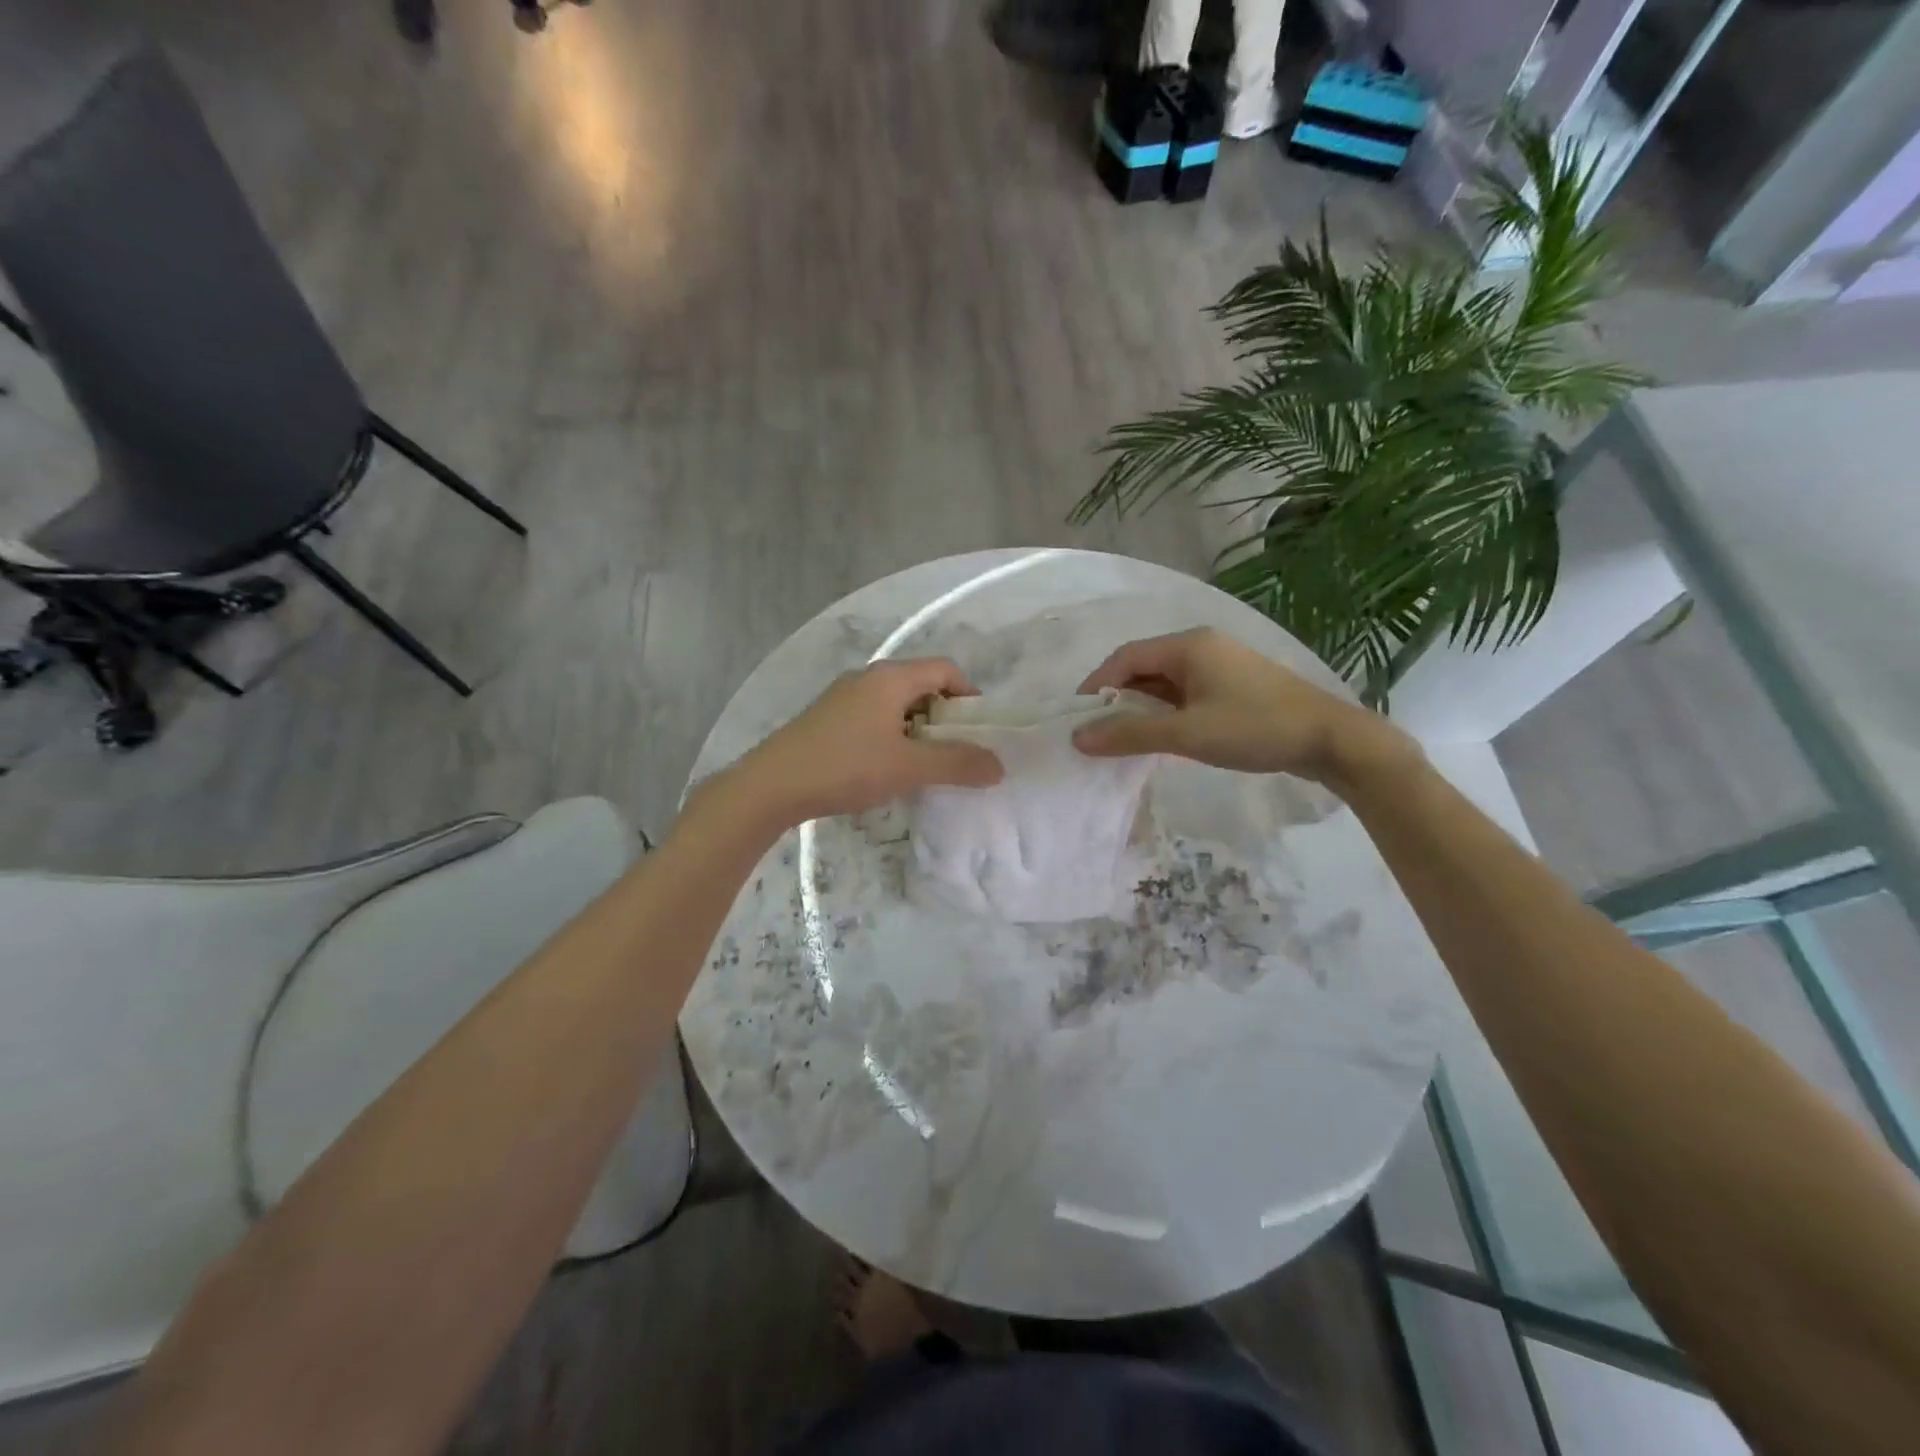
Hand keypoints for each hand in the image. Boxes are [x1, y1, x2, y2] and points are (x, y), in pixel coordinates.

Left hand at [735, 658, 1003, 825]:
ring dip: (918, 730)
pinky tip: (886, 768)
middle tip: (954, 752)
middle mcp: (868, 677)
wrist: (771, 785)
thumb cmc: (845, 767)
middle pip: (922, 685)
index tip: (978, 732)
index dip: (969, 696)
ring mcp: (844, 696)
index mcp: (891, 677)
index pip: (946, 669)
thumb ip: (957, 764)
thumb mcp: (908, 767)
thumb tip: (999, 766)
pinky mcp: (828, 718)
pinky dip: (892, 736)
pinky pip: (874, 717)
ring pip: (896, 704)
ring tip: (923, 765)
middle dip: (944, 717)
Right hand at [1072, 628, 1416, 787]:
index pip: (1125, 658)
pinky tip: (1162, 737)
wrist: (1331, 740)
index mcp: (1188, 646)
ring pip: (1165, 683)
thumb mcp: (1186, 733)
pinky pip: (1185, 694)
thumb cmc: (1254, 728)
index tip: (1077, 717)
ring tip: (1125, 739)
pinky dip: (1166, 713)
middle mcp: (1201, 646)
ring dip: (1142, 708)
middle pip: (1143, 667)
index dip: (1096, 685)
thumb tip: (1078, 737)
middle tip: (1098, 733)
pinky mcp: (1234, 686)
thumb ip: (1129, 734)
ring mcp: (1220, 666)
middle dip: (1117, 699)